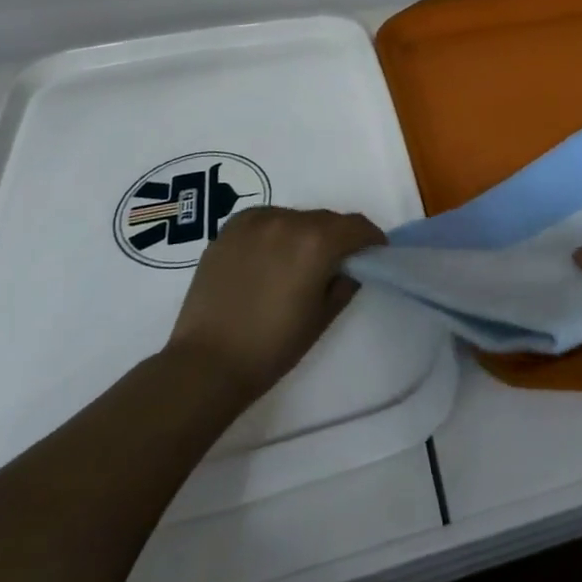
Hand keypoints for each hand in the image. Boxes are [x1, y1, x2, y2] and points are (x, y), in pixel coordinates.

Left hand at [166, 206, 385, 403]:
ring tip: (297, 262)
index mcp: (316, 242)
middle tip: (337, 263)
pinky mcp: (229, 229)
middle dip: (338, 237)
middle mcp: (288, 221)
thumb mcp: (321, 318)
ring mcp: (255, 222)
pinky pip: (265, 220)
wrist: (206, 364)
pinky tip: (269, 257)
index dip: (371, 239)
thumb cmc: (272, 347)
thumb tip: (349, 268)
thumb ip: (344, 284)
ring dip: (305, 233)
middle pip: (326, 219)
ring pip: (295, 218)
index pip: (356, 226)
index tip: (374, 254)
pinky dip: (275, 232)